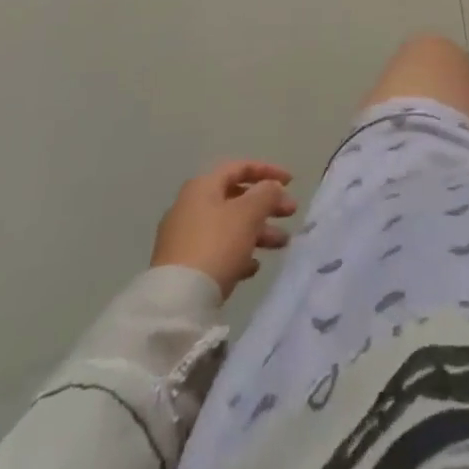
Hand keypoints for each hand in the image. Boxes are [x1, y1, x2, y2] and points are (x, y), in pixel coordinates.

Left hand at [152, 160, 297, 300]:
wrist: (177, 301)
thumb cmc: (216, 245)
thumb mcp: (249, 214)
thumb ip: (266, 194)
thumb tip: (271, 187)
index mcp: (203, 187)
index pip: (240, 167)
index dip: (268, 171)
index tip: (292, 182)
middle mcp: (190, 206)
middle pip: (236, 198)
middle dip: (267, 205)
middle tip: (291, 213)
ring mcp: (184, 237)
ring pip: (229, 226)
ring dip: (259, 231)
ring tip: (282, 244)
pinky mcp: (184, 265)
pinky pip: (218, 250)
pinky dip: (239, 252)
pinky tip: (254, 266)